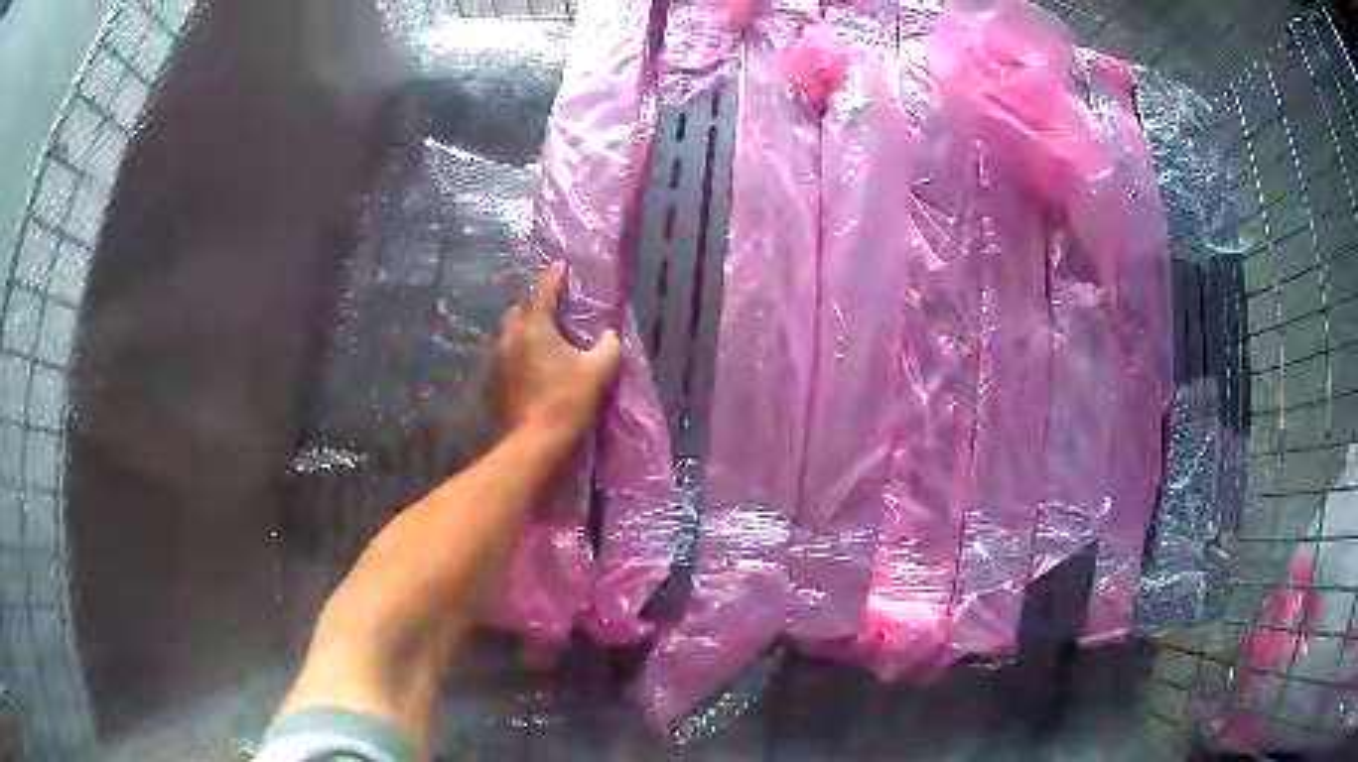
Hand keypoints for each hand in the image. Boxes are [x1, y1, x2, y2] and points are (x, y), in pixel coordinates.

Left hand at [495, 262, 620, 446]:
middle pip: (520, 310)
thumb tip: (610, 336)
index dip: (555, 276)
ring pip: (511, 333)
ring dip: (525, 329)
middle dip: (535, 305)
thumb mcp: (598, 370)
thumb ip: (608, 346)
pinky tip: (532, 364)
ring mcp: (500, 359)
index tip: (562, 266)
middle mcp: (512, 336)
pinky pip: (507, 355)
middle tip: (553, 308)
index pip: (544, 290)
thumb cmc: (567, 399)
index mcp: (536, 326)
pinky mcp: (496, 380)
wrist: (535, 439)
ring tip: (542, 336)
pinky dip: (519, 352)